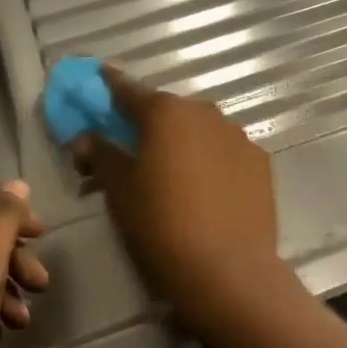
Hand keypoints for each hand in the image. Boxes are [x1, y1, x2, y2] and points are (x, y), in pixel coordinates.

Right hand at [74, 71, 300, 341]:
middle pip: (169, 110)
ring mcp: (238, 136)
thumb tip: (85, 137)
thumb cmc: (161, 225)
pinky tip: (207, 188)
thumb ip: (101, 155)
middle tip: (134, 146)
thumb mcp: (119, 191)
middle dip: (150, 122)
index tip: (101, 76)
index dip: (111, 85)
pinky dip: (212, 160)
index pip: (129, 90)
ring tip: (173, 173)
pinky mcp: (261, 162)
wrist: (229, 271)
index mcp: (166, 113)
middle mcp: (205, 113)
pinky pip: (226, 151)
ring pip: (201, 129)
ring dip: (184, 140)